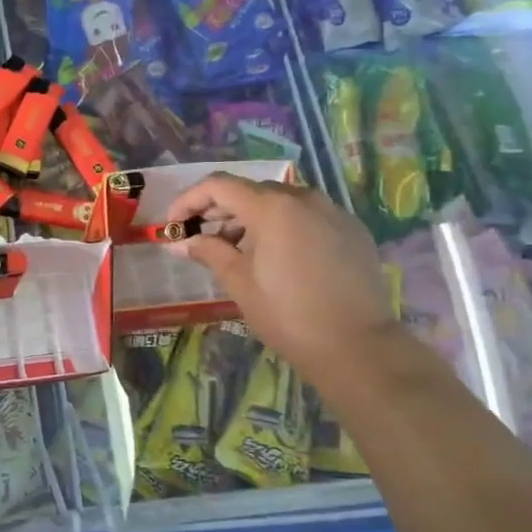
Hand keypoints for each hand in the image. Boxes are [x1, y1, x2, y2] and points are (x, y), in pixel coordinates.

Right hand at [165, 172, 401, 383]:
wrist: (357, 346)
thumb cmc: (287, 314)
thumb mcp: (239, 282)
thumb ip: (208, 251)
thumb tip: (179, 241)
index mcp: (272, 207)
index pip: (219, 185)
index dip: (189, 200)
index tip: (174, 224)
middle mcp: (304, 198)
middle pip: (250, 191)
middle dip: (219, 211)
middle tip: (199, 238)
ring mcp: (332, 212)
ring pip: (280, 202)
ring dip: (250, 219)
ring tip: (235, 251)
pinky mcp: (351, 230)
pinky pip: (307, 216)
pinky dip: (282, 227)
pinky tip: (275, 258)